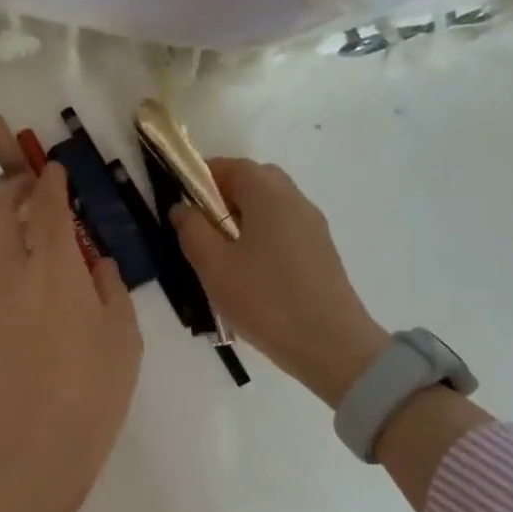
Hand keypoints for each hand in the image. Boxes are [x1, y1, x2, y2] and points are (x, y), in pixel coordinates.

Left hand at [0, 163, 142, 511]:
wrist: (38, 443)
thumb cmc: (94, 390)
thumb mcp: (123, 336)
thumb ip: (110, 288)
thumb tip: (98, 263)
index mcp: (56, 268)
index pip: (48, 207)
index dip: (50, 182)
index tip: (54, 169)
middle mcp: (14, 271)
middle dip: (13, 190)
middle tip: (31, 189)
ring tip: (15, 230)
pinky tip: (11, 274)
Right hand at [172, 159, 389, 409]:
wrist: (331, 346)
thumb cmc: (265, 300)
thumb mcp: (213, 266)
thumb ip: (192, 230)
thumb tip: (182, 207)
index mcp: (269, 195)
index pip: (232, 165)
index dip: (202, 175)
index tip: (181, 199)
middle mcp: (295, 200)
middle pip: (256, 180)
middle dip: (224, 194)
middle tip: (200, 224)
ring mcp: (313, 226)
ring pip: (271, 205)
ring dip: (243, 216)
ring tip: (221, 252)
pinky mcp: (321, 251)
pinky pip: (284, 227)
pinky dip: (261, 233)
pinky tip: (249, 270)